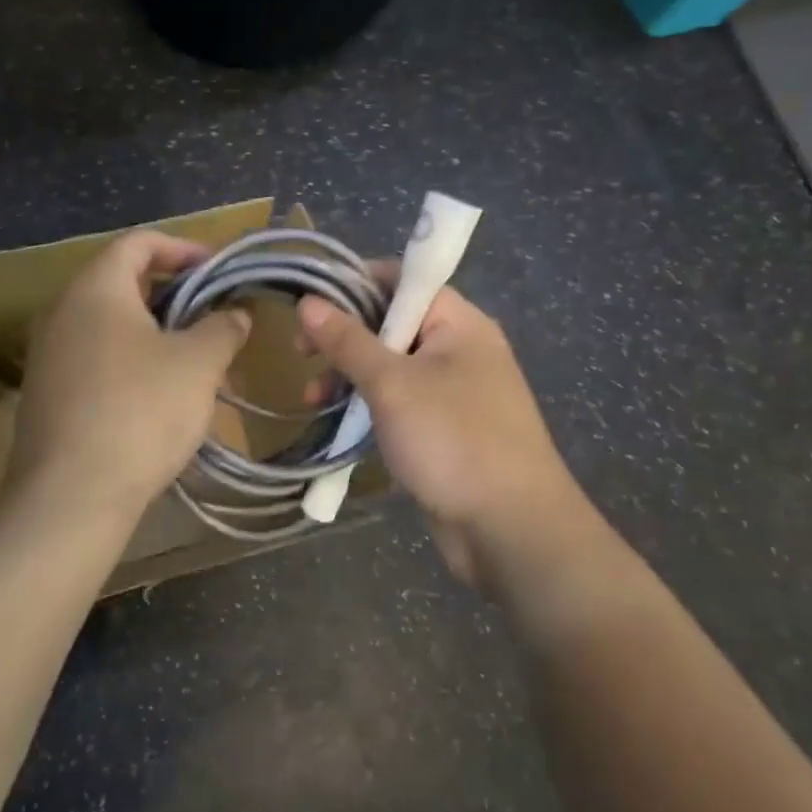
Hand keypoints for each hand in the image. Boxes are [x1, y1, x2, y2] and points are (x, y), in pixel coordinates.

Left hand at [11, 231, 250, 518]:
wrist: (70, 497)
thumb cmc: (140, 411)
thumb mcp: (198, 364)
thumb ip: (222, 328)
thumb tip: (234, 314)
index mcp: (95, 290)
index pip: (137, 243)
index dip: (181, 247)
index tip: (216, 269)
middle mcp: (62, 313)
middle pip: (120, 282)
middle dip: (171, 292)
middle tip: (210, 314)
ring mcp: (47, 357)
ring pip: (107, 325)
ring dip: (151, 331)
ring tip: (191, 357)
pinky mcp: (45, 396)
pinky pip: (93, 360)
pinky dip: (128, 361)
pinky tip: (155, 396)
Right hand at [297, 285, 593, 590]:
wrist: (511, 530)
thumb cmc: (453, 440)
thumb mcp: (392, 384)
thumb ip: (347, 341)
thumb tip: (308, 302)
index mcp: (458, 323)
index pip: (402, 280)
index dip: (354, 283)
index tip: (310, 302)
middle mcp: (459, 349)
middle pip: (391, 323)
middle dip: (343, 336)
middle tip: (300, 353)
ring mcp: (454, 392)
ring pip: (390, 367)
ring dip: (349, 376)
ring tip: (312, 399)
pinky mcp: (445, 429)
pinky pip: (399, 403)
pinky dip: (368, 406)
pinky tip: (338, 422)